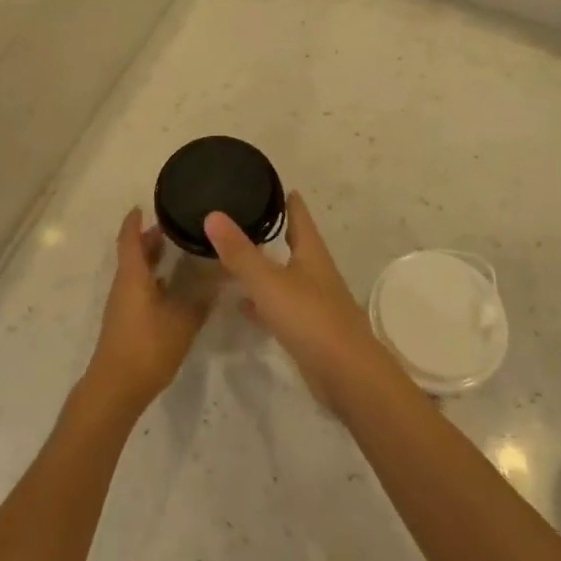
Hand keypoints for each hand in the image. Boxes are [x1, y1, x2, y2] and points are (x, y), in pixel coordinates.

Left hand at [84, 209, 212, 413]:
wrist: (116, 389)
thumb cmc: (147, 347)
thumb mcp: (183, 321)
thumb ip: (202, 298)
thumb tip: (221, 276)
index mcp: (133, 276)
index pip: (130, 238)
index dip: (135, 221)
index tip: (143, 206)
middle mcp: (124, 285)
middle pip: (133, 254)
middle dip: (150, 239)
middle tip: (175, 227)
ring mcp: (122, 305)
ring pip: (136, 273)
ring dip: (152, 260)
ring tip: (179, 252)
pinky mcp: (125, 323)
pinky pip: (139, 289)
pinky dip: (154, 280)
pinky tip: (174, 288)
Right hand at [203, 192, 395, 411]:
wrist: (347, 375)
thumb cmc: (310, 318)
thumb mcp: (269, 282)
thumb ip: (240, 252)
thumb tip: (213, 214)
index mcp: (311, 253)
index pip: (300, 216)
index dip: (289, 200)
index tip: (275, 185)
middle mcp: (316, 273)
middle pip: (295, 245)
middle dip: (277, 231)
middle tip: (249, 217)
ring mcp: (315, 303)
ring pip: (286, 276)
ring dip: (267, 267)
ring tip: (239, 257)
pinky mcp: (309, 331)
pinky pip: (281, 307)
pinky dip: (263, 302)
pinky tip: (243, 305)